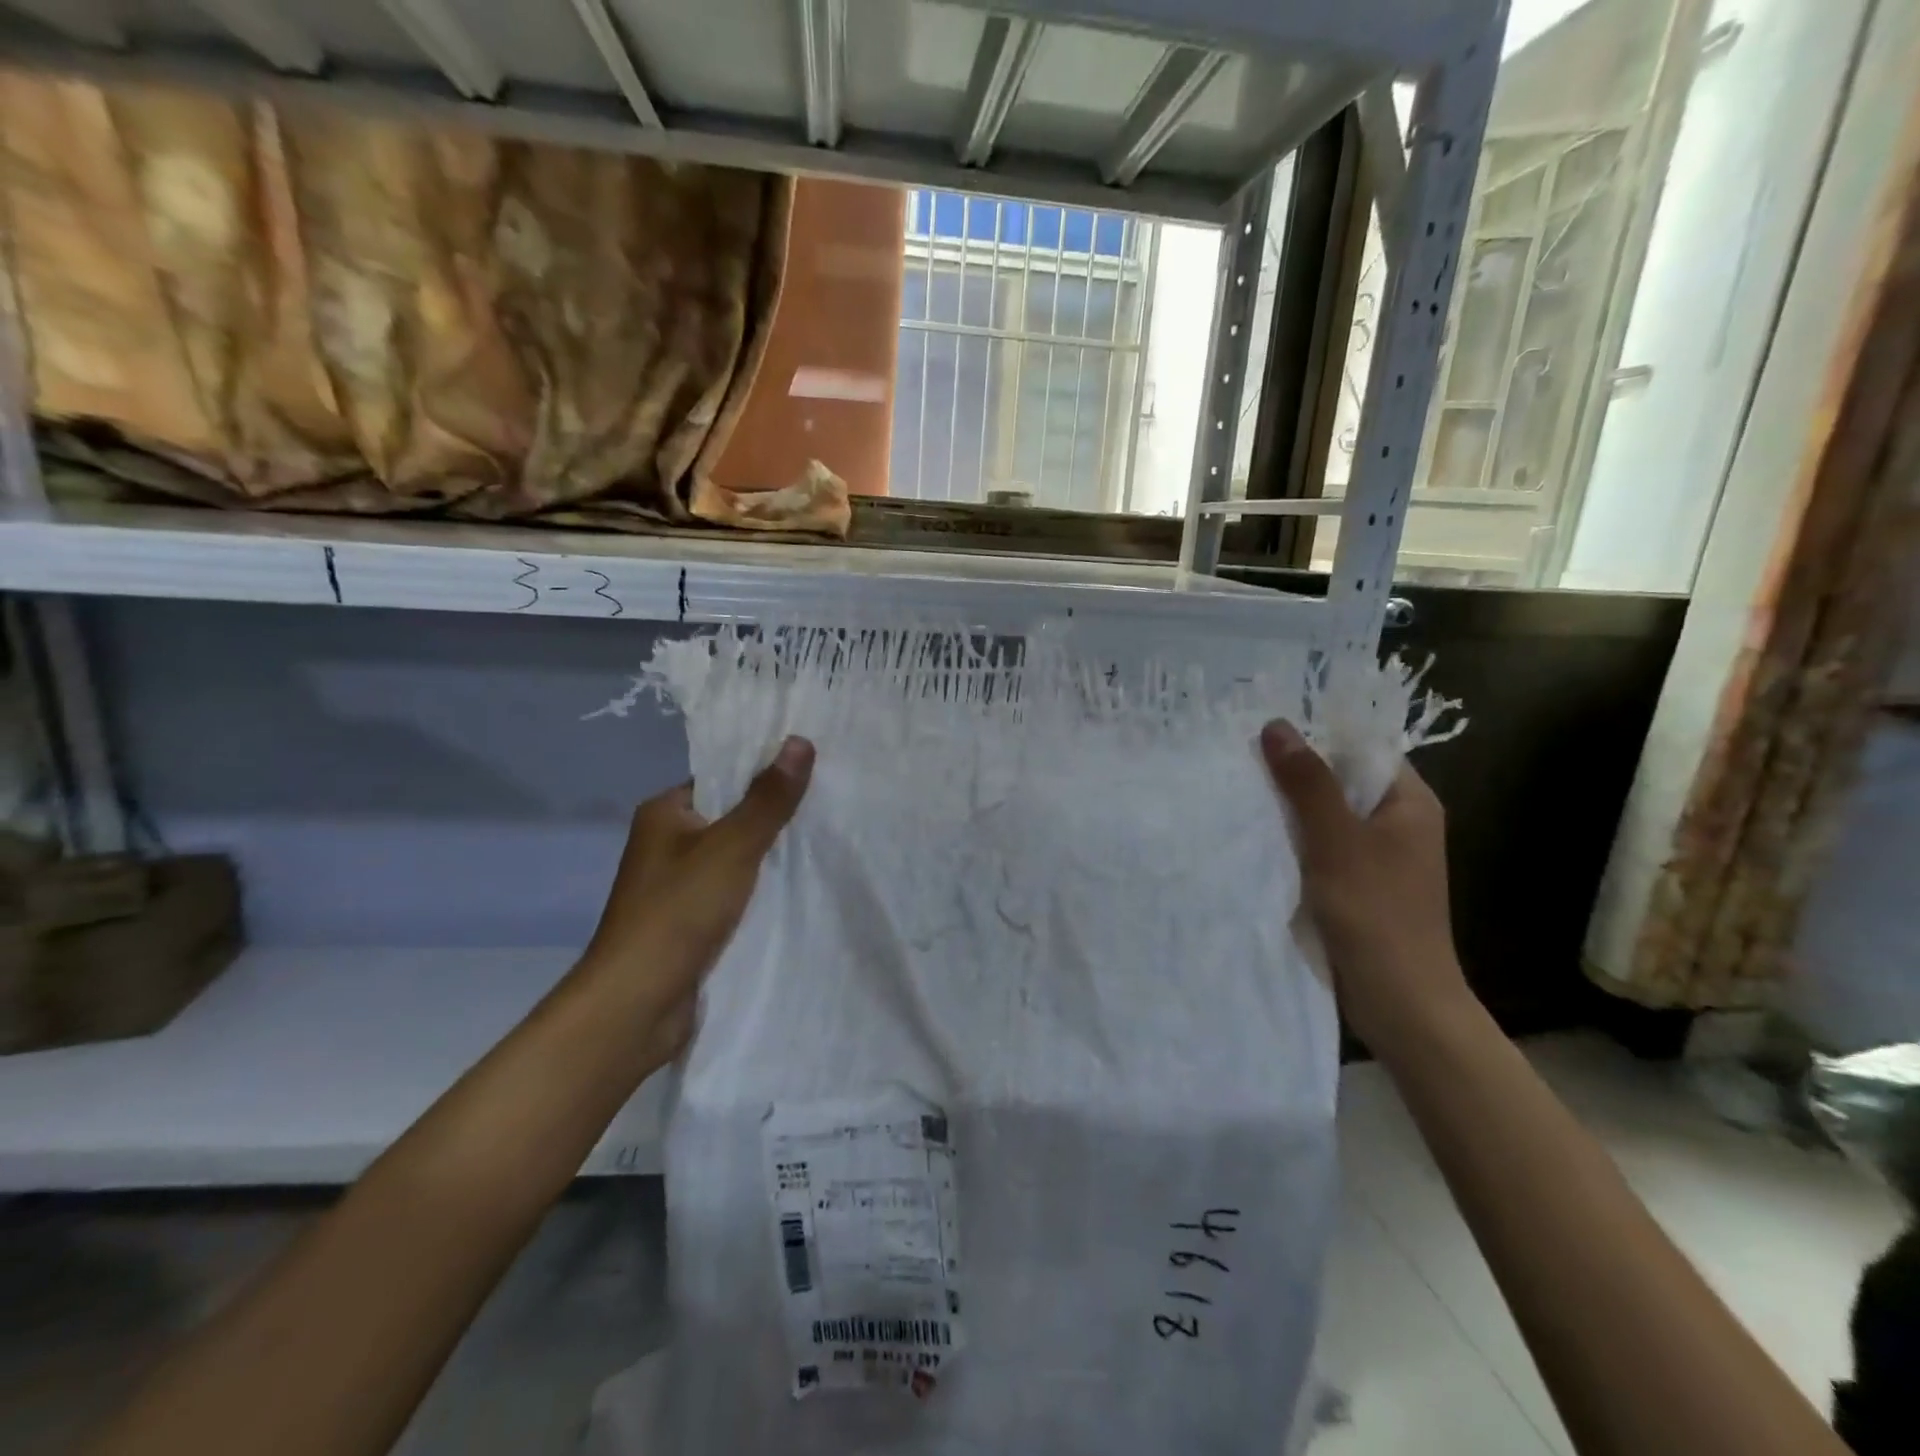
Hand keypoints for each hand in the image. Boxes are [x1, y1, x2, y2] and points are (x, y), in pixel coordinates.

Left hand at [579, 736, 813, 1064]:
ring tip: (829, 838)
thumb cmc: (677, 913)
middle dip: (776, 815)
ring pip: (737, 859)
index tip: (814, 768)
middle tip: (832, 803)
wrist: (636, 1005)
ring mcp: (679, 887)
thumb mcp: (731, 848)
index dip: (764, 772)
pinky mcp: (692, 922)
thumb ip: (767, 799)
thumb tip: (800, 741)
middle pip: (732, 818)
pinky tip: (804, 886)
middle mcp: (667, 844)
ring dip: (773, 856)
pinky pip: (736, 893)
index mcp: (664, 814)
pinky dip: (763, 890)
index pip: (721, 778)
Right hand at [1259, 720, 1471, 1053]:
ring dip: (1290, 809)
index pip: (1362, 748)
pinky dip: (1293, 841)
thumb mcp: (1335, 839)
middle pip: (1342, 781)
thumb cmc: (1374, 911)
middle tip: (1242, 759)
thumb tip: (1276, 725)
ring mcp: (1379, 857)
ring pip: (1327, 817)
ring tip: (1240, 792)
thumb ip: (1307, 782)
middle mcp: (1398, 823)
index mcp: (1409, 803)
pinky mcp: (1358, 885)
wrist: (1399, 999)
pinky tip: (1257, 838)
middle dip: (1295, 773)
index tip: (1265, 730)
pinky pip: (1321, 848)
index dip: (1317, 736)